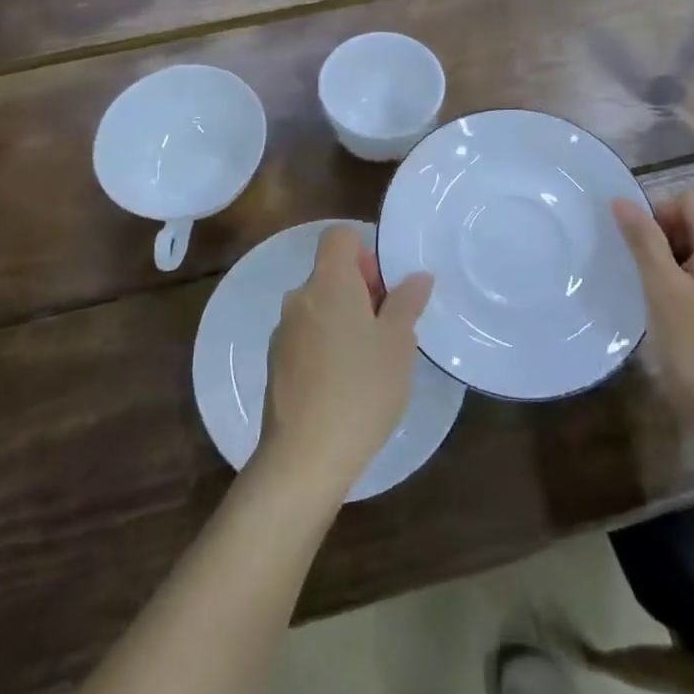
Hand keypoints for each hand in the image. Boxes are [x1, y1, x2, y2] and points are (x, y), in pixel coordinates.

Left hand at [255, 225, 433, 506]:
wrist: (304, 457)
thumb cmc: (361, 389)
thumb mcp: (398, 344)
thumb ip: (406, 302)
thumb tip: (416, 276)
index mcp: (328, 282)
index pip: (339, 236)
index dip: (364, 251)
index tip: (384, 288)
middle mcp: (299, 298)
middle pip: (330, 272)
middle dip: (361, 290)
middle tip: (390, 329)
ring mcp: (283, 332)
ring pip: (320, 307)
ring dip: (345, 319)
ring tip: (372, 361)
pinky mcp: (276, 363)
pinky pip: (307, 336)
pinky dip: (327, 345)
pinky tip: (346, 384)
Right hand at [612, 190, 693, 441]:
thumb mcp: (662, 288)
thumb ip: (643, 240)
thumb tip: (622, 201)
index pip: (689, 201)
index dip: (659, 214)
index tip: (641, 250)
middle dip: (663, 240)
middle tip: (646, 278)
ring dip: (672, 264)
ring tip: (655, 298)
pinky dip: (687, 285)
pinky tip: (673, 316)